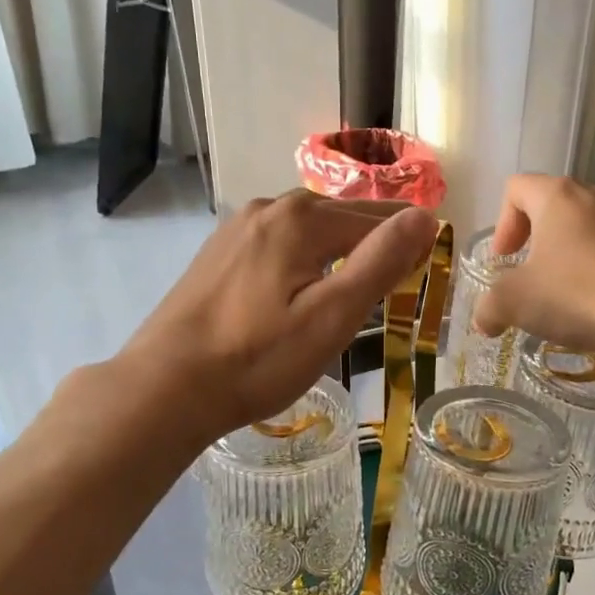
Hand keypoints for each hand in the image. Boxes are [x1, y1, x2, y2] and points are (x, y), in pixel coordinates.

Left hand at [121, 191, 438, 441]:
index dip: (406, 242)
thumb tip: (424, 216)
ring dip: (338, 247)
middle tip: (399, 275)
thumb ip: (380, 262)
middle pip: (339, 216)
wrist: (166, 386)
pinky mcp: (218, 253)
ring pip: (306, 229)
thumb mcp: (331, 316)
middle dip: (373, 240)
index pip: (375, 218)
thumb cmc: (258, 359)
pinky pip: (277, 243)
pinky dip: (303, 256)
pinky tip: (301, 284)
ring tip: (357, 280)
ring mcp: (237, 228)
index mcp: (301, 218)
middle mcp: (268, 208)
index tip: (427, 268)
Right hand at [471, 175, 594, 355]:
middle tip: (528, 275)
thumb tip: (485, 321)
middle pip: (552, 205)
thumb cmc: (573, 294)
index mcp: (557, 195)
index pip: (516, 188)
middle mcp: (594, 195)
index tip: (505, 260)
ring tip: (563, 291)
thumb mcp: (513, 303)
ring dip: (567, 252)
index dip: (502, 224)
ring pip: (585, 226)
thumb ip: (488, 308)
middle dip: (535, 239)